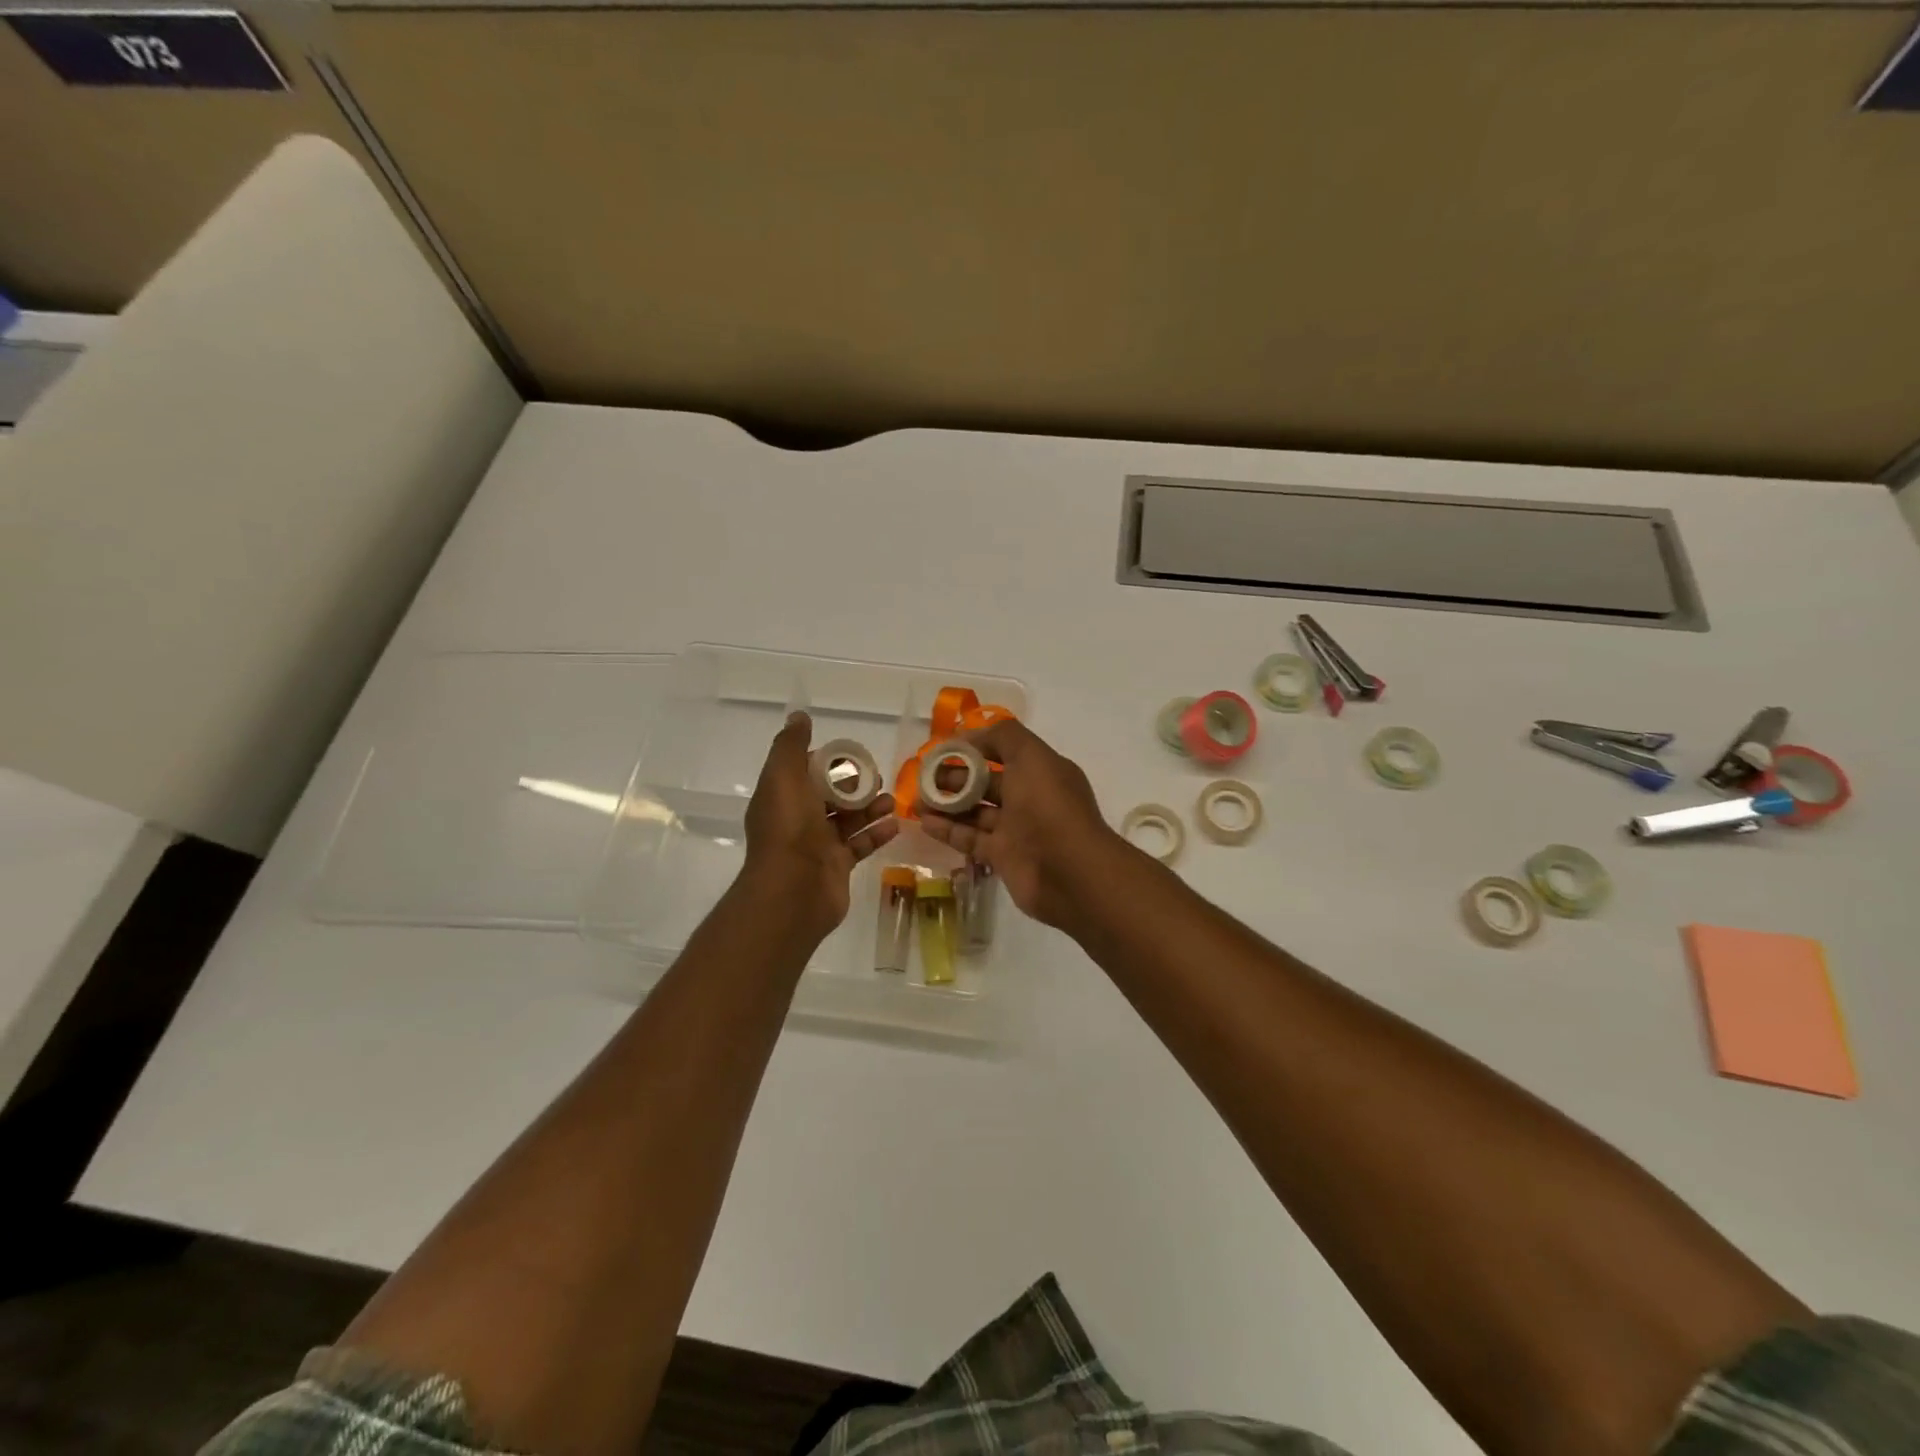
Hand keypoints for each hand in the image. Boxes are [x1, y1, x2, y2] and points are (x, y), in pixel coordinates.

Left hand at [743, 712, 898, 935]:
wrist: (793, 890)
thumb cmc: (789, 828)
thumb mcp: (784, 777)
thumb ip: (791, 746)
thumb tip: (798, 716)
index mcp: (780, 797)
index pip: (804, 771)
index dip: (827, 762)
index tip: (851, 755)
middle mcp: (796, 820)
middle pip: (829, 796)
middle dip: (854, 785)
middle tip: (878, 779)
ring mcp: (817, 845)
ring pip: (847, 819)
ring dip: (869, 808)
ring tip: (891, 801)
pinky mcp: (836, 866)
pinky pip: (859, 845)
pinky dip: (876, 834)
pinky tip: (895, 825)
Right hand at [919, 719, 1122, 928]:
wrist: (1069, 872)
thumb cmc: (1049, 806)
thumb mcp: (1031, 756)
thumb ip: (1003, 737)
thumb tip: (970, 737)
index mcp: (1040, 770)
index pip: (1003, 752)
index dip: (974, 748)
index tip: (943, 749)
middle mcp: (1029, 798)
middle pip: (985, 782)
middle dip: (955, 777)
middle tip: (922, 777)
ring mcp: (1016, 829)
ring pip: (975, 811)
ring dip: (946, 804)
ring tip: (916, 800)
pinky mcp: (1003, 857)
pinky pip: (971, 838)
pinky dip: (948, 830)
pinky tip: (924, 822)